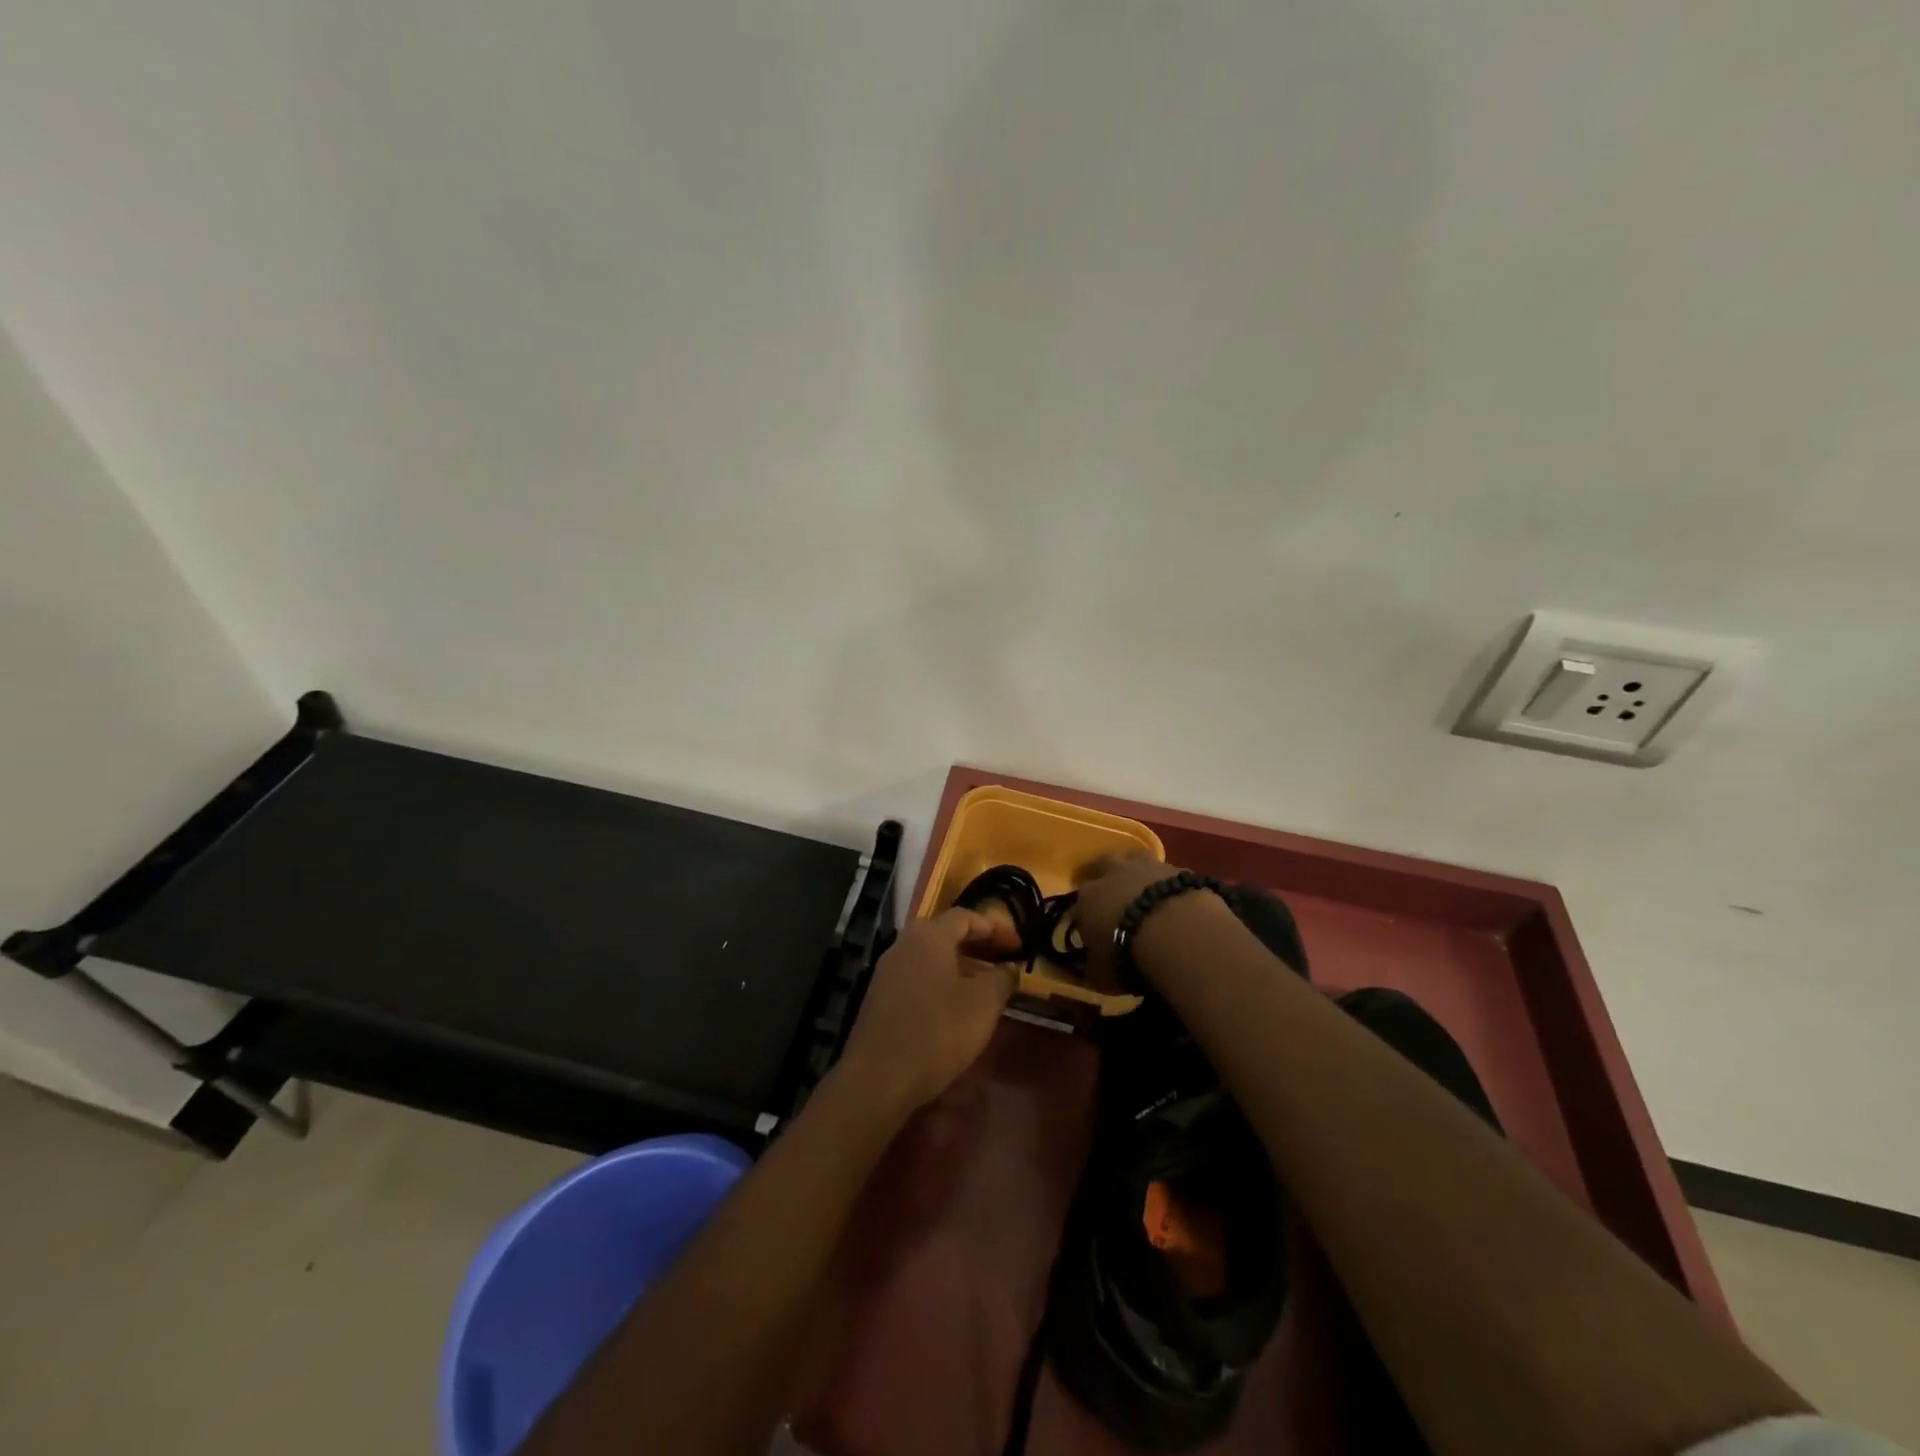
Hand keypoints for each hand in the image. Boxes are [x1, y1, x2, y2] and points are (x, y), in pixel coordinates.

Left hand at [837, 908, 1021, 1113]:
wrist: (878, 1077)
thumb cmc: (937, 1032)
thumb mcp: (983, 1005)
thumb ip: (1001, 979)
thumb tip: (1009, 968)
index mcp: (929, 936)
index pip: (966, 916)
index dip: (996, 928)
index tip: (1019, 947)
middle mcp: (904, 943)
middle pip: (945, 932)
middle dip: (978, 943)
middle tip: (1003, 960)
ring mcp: (887, 970)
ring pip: (931, 956)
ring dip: (959, 963)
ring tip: (984, 984)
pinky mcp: (880, 996)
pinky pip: (917, 975)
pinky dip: (941, 980)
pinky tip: (954, 1005)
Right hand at [1072, 852, 1189, 987]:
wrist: (1175, 930)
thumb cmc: (1128, 954)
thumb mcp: (1101, 974)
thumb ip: (1093, 967)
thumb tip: (1088, 968)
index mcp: (1087, 898)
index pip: (1079, 903)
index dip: (1085, 915)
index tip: (1091, 929)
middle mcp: (1112, 873)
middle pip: (1101, 865)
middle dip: (1103, 875)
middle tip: (1110, 893)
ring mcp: (1145, 866)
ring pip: (1133, 858)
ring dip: (1134, 869)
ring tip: (1141, 886)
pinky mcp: (1178, 868)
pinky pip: (1166, 872)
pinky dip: (1166, 882)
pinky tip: (1172, 897)